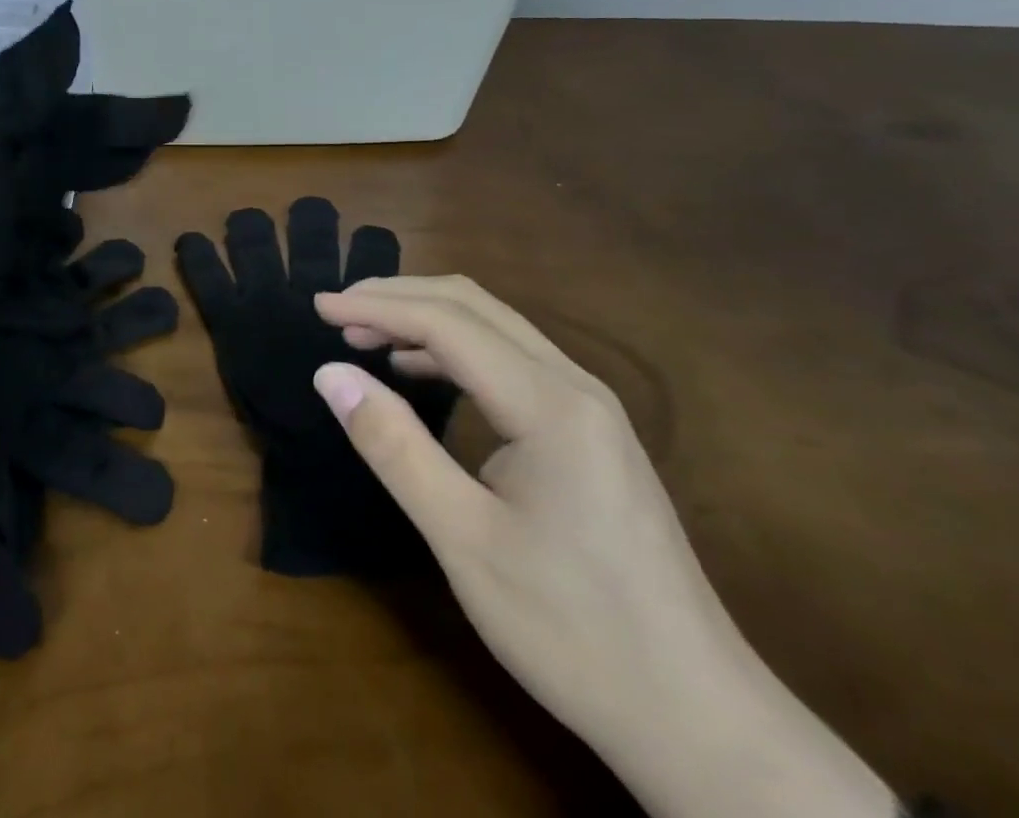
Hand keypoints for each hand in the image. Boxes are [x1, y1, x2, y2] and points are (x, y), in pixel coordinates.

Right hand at [311, 276, 894, 817]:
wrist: (700, 721)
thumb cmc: (572, 630)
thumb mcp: (463, 538)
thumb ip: (393, 446)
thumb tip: (330, 374)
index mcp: (549, 404)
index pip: (446, 323)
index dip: (376, 306)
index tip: (317, 307)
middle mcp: (575, 386)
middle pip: (474, 306)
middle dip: (399, 298)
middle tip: (336, 313)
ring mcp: (591, 408)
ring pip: (495, 328)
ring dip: (426, 320)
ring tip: (365, 336)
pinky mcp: (591, 434)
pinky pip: (511, 362)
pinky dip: (455, 352)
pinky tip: (421, 373)